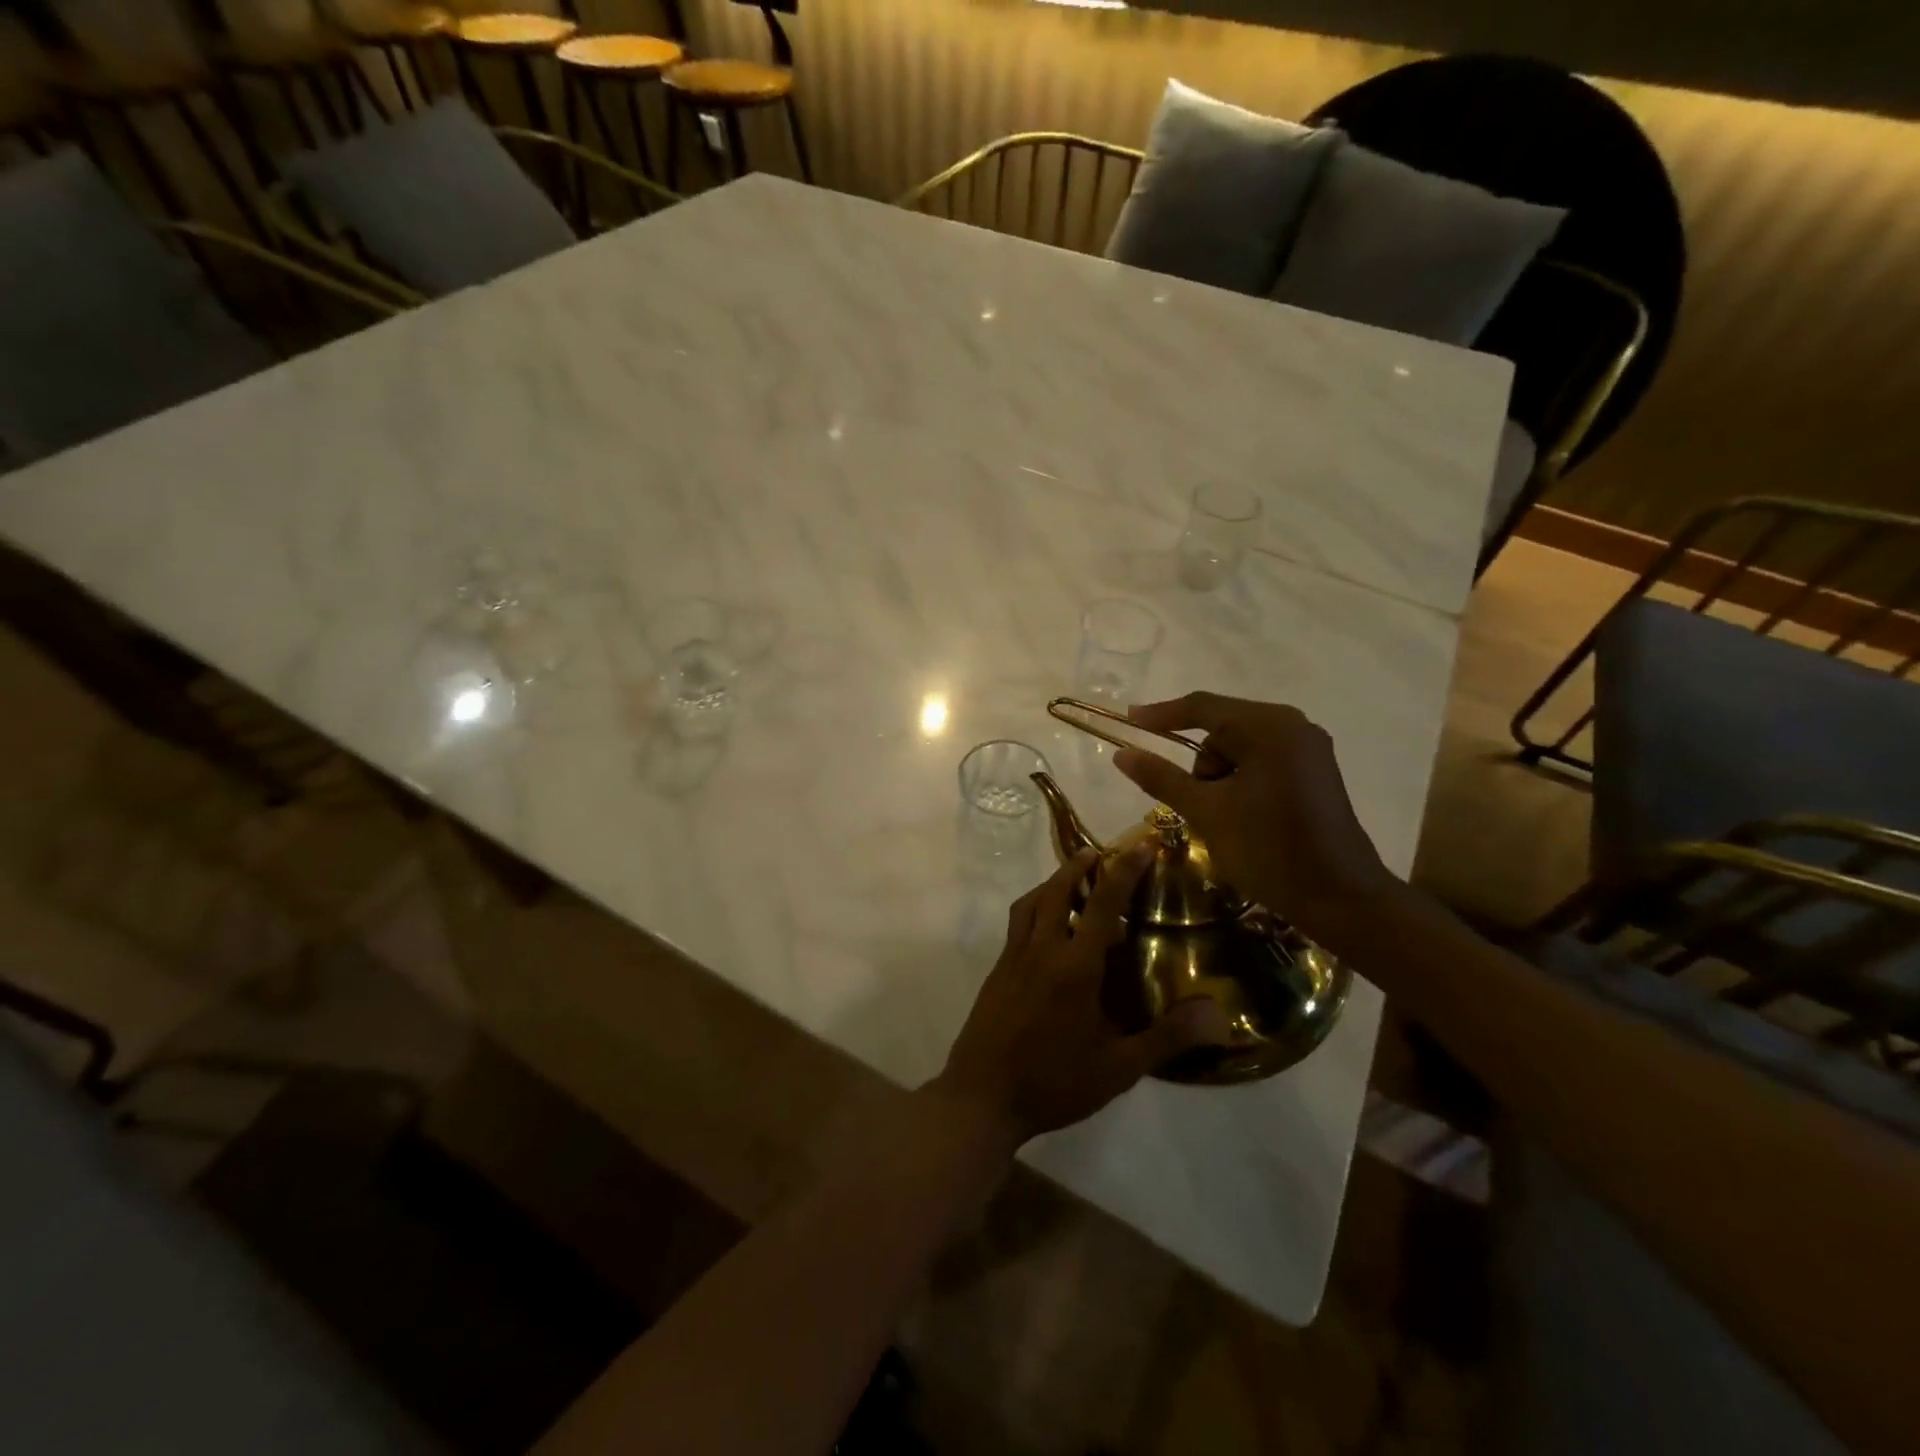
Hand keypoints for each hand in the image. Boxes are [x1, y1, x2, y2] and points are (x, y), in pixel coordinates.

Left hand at [931, 846, 1231, 1147]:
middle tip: (1100, 855)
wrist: (982, 1097)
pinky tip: (1048, 932)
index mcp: (1074, 966)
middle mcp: (1041, 949)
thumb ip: (1168, 1037)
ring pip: (1030, 903)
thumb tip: (1220, 1015)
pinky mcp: (996, 972)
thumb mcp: (1118, 1068)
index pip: (1103, 903)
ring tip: (1072, 884)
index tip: (1141, 844)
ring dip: (1052, 884)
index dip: (1124, 870)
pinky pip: (1017, 924)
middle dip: (1079, 866)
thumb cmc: (1054, 1082)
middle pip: (1057, 890)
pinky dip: (1035, 909)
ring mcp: (1012, 958)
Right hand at [1112, 693, 1396, 944]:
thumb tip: (1122, 754)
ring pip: (1240, 747)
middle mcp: (1292, 726)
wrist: (1340, 898)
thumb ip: (1162, 778)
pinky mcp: (1313, 772)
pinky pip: (1261, 761)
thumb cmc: (1269, 849)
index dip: (1161, 714)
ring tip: (1221, 817)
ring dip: (1219, 776)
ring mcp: (1307, 749)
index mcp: (1269, 727)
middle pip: (1223, 727)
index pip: (1203, 707)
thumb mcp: (1207, 812)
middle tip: (1192, 801)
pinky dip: (1240, 781)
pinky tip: (1240, 814)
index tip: (1128, 720)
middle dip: (1199, 762)